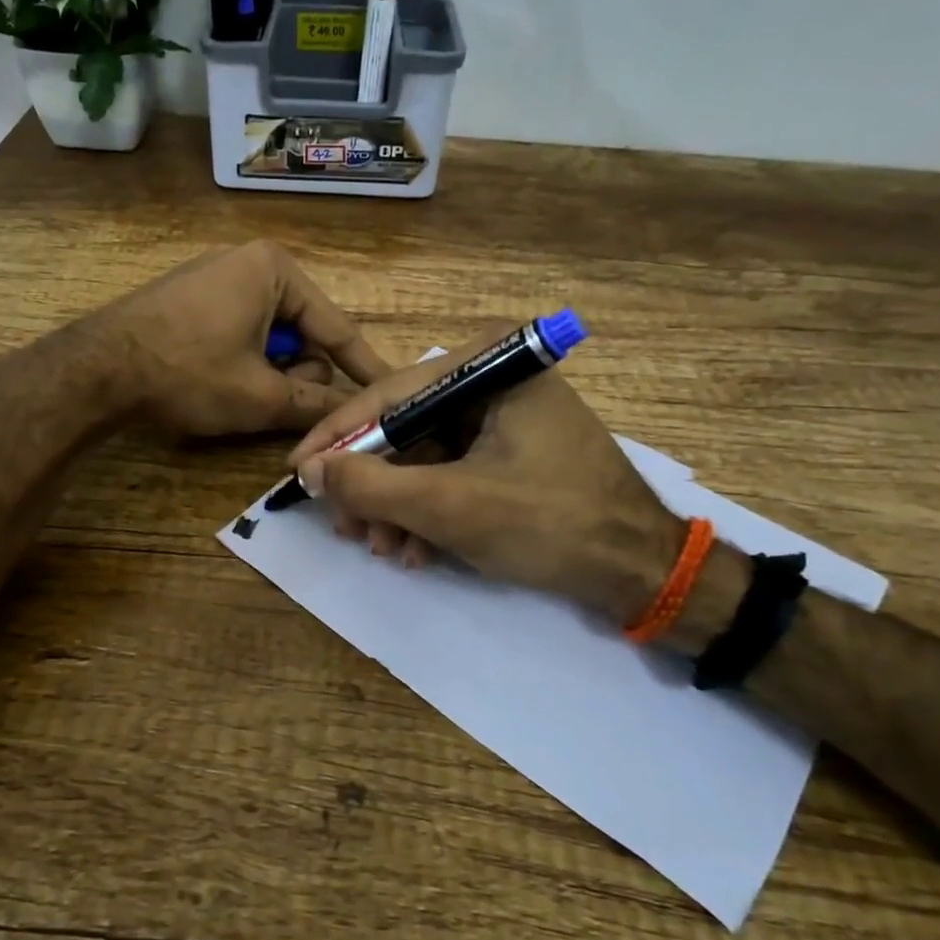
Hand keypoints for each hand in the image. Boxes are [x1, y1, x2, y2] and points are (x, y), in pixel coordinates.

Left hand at [99, 241, 390, 436]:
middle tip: (275, 401)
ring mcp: (218, 276)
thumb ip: (314, 404)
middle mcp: (251, 262)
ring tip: (241, 394)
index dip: (364, 366)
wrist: (97, 368)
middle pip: (303, 331)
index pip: (337, 327)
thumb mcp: (260, 395)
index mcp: (276, 270)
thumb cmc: (189, 373)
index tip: (393, 388)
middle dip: (298, 371)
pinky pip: (242, 329)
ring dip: (270, 370)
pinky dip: (245, 360)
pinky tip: (220, 379)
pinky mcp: (194, 296)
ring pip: (272, 335)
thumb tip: (354, 416)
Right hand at [287, 331, 682, 621]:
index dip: (337, 437)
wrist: (641, 572)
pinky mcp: (510, 452)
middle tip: (346, 529)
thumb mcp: (451, 506)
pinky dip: (428, 513)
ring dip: (396, 507)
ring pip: (423, 457)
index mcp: (489, 367)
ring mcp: (504, 417)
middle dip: (372, 485)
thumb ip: (373, 485)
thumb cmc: (551, 524)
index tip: (297, 471)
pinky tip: (417, 552)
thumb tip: (311, 469)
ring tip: (385, 551)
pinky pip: (450, 474)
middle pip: (404, 428)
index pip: (390, 394)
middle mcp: (494, 380)